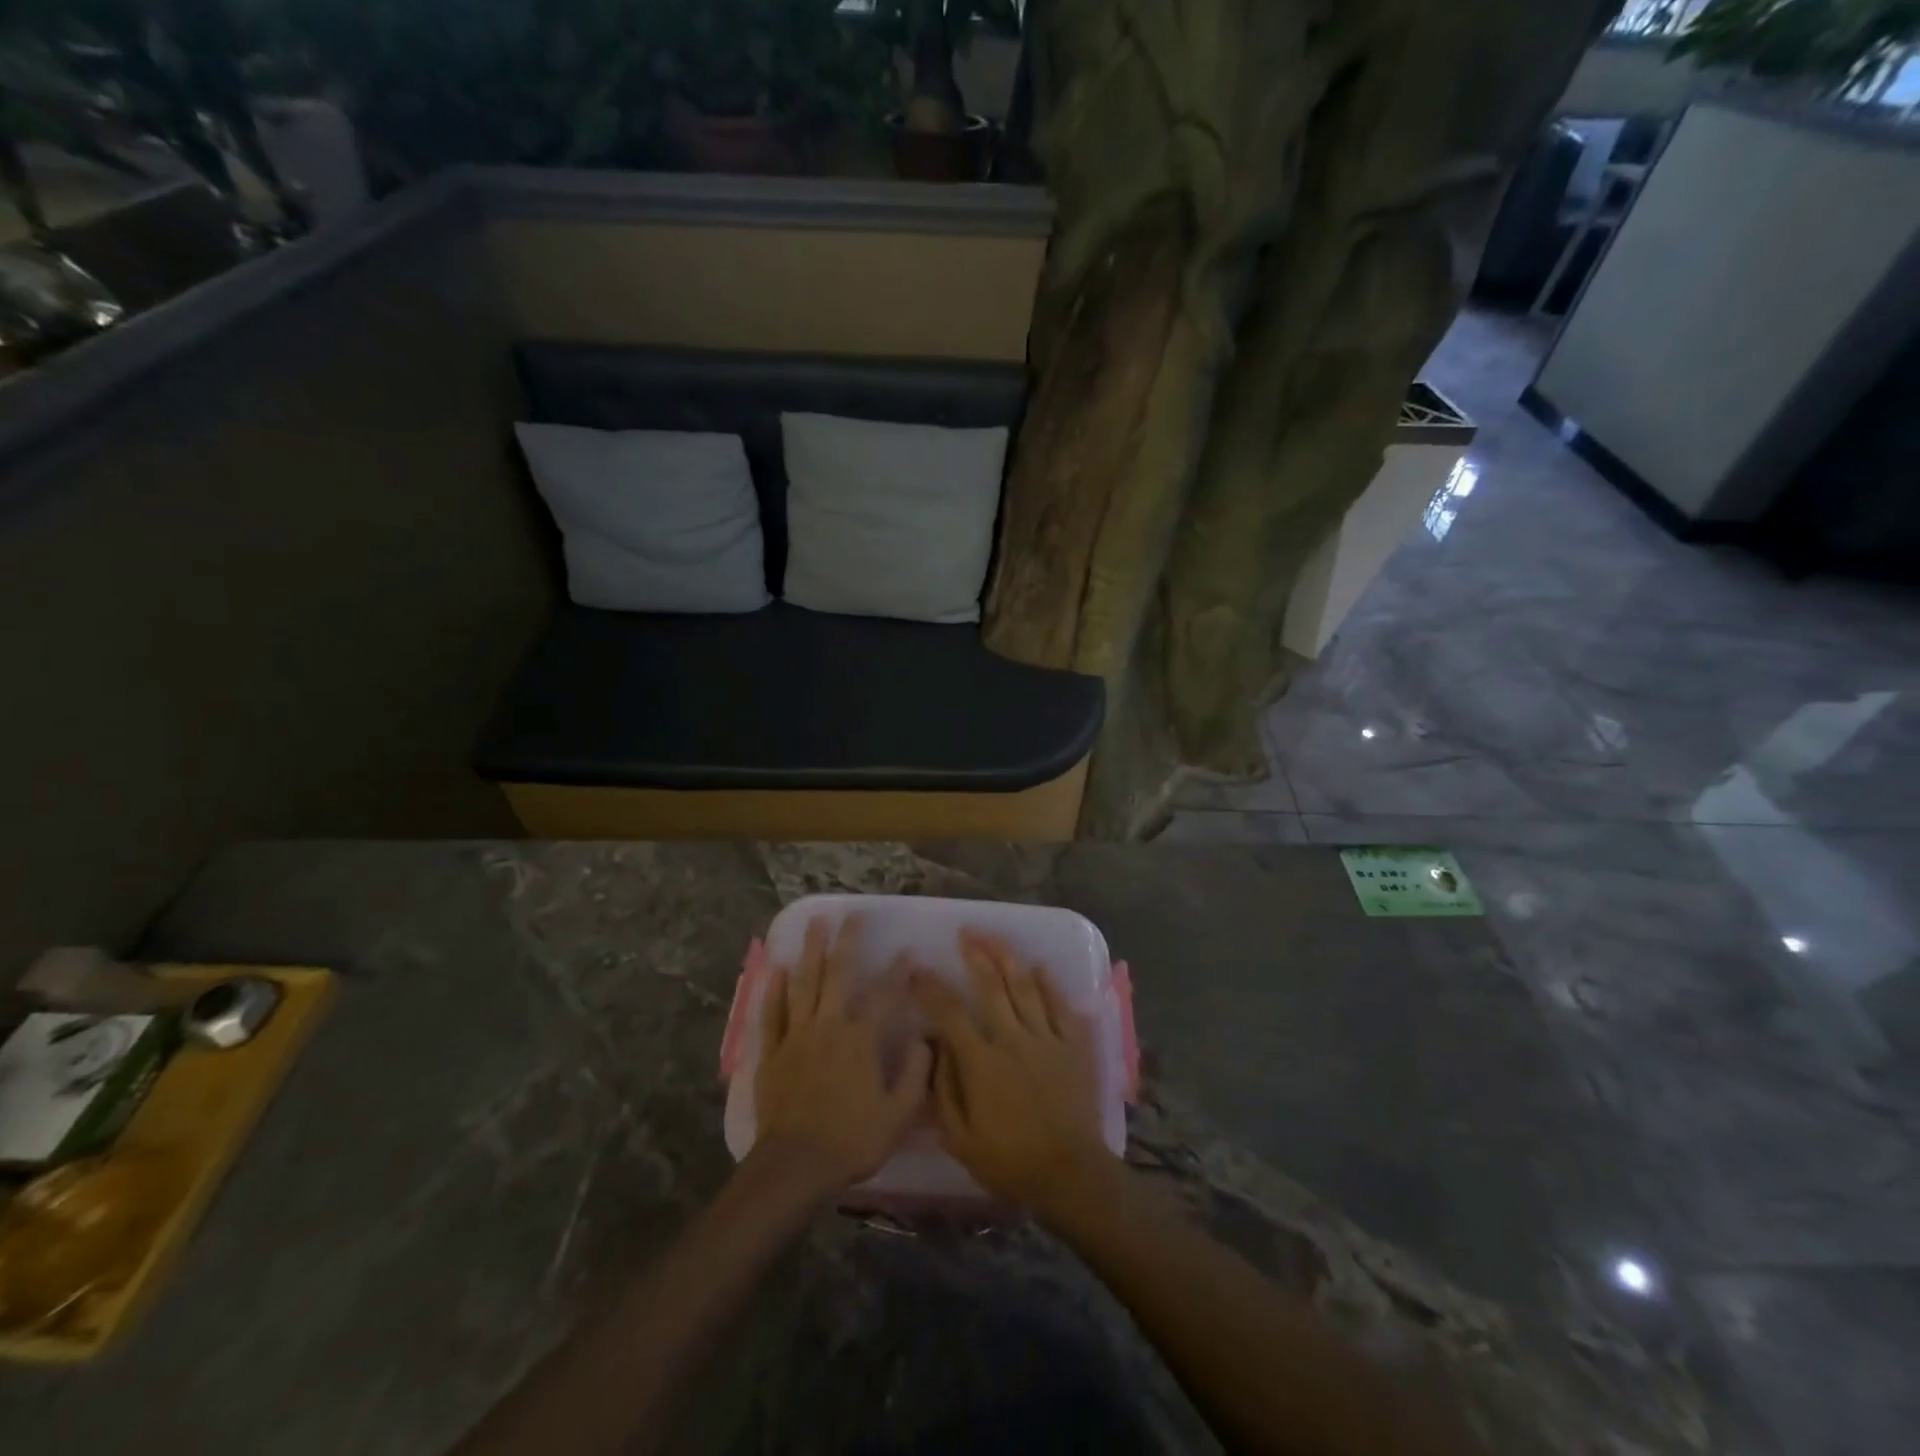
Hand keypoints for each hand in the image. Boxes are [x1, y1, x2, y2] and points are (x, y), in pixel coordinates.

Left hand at [754, 915, 930, 1193]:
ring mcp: (796, 1035)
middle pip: (837, 974)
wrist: (795, 1166)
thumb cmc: (851, 1140)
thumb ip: (916, 1073)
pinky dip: (775, 990)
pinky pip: (772, 1013)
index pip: (884, 996)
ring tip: (814, 924)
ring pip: (803, 983)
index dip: (898, 973)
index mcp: (860, 1039)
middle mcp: (828, 1025)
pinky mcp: (772, 1051)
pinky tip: (777, 970)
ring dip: (811, 951)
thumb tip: (925, 1039)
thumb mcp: (898, 1114)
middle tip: (852, 915)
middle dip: (847, 942)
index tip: (908, 953)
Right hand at [909, 931, 1113, 1210]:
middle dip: (976, 955)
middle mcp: (1013, 1039)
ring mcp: (1047, 1038)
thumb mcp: (960, 1138)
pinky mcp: (1074, 1045)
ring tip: (995, 939)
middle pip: (991, 986)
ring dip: (1009, 958)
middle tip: (965, 933)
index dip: (930, 988)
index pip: (950, 1013)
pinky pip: (1061, 1005)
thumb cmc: (1010, 1160)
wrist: (1070, 1174)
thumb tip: (933, 1046)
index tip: (916, 971)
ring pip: (1026, 987)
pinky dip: (1049, 983)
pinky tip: (1040, 966)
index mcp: (982, 1062)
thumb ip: (943, 1089)